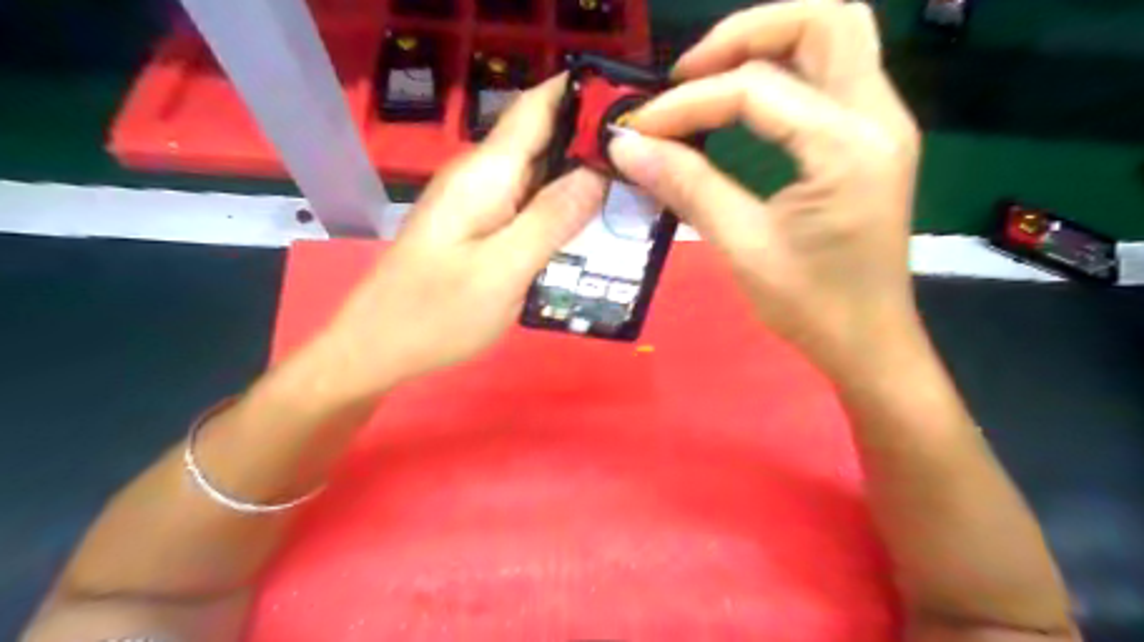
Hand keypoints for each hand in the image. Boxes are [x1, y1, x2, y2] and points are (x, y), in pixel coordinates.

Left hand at [303, 75, 606, 396]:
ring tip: (634, 191)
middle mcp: (482, 176)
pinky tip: (590, 226)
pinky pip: (528, 204)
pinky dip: (561, 208)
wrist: (379, 346)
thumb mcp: (503, 270)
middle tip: (650, 162)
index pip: (539, 106)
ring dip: (581, 178)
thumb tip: (599, 171)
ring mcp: (479, 201)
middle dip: (594, 142)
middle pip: (544, 139)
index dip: (584, 95)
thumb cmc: (436, 313)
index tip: (635, 105)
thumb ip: (551, 219)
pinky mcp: (480, 226)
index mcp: (486, 173)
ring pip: (539, 174)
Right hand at [608, 0, 917, 374]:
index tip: (640, 127)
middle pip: (821, 19)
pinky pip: (830, 74)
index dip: (688, 102)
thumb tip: (627, 147)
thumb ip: (688, 186)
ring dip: (766, 43)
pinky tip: (743, 103)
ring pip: (832, 37)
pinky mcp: (870, 139)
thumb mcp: (743, 247)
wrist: (868, 342)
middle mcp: (878, 116)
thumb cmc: (811, 306)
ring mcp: (882, 123)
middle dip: (743, 34)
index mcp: (848, 147)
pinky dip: (783, 71)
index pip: (757, 88)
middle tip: (686, 74)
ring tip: (708, 80)